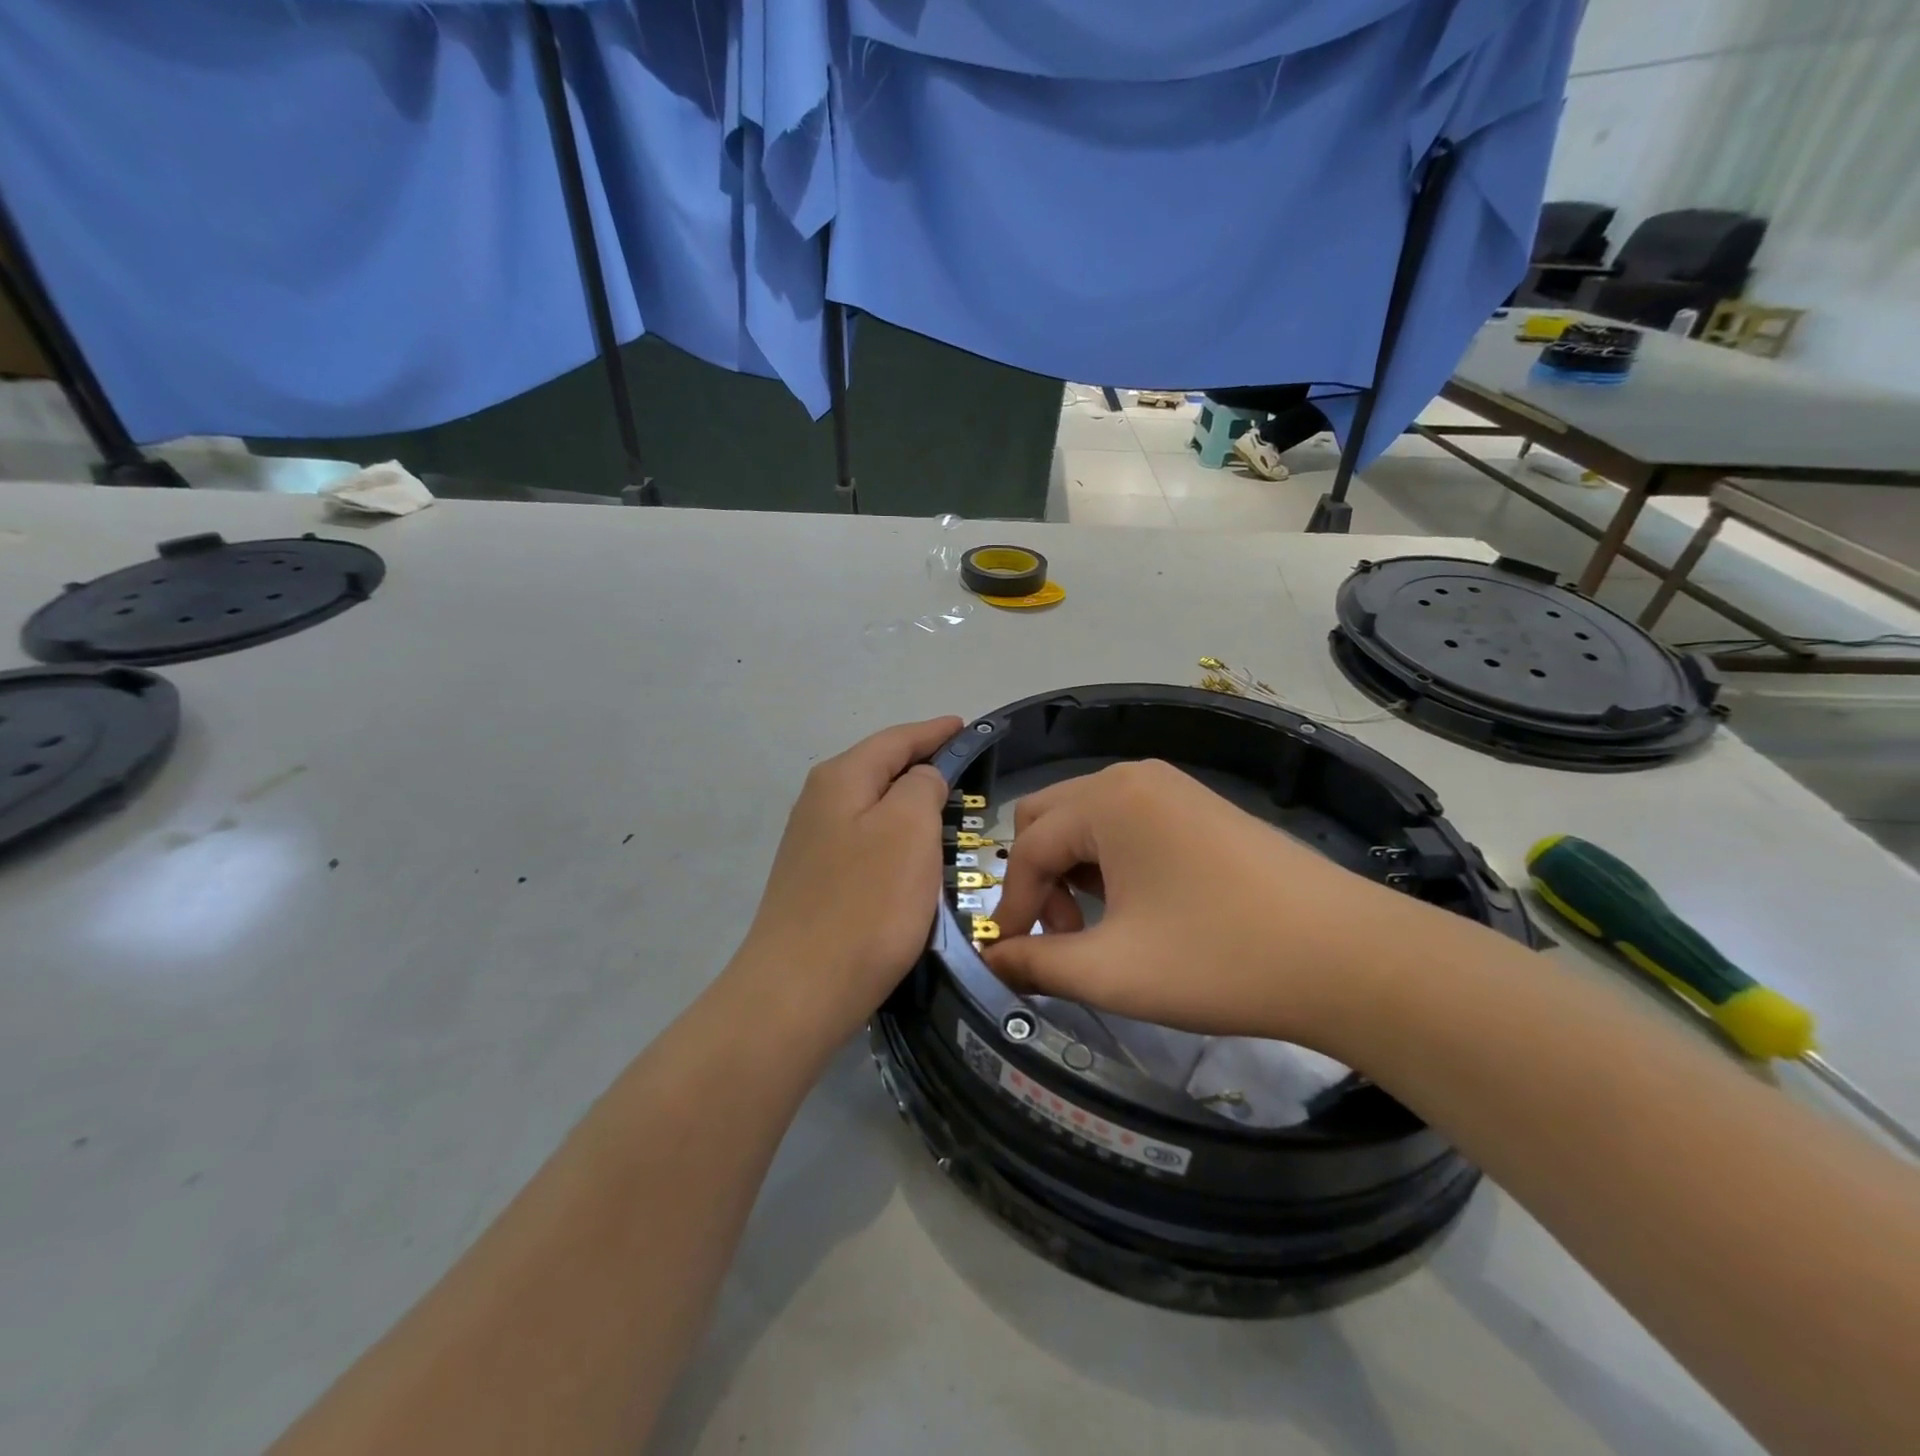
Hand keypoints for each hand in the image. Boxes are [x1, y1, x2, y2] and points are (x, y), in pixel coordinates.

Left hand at [733, 716, 962, 1042]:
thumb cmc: (866, 903)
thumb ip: (922, 786)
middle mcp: (819, 801)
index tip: (967, 727)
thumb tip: (921, 779)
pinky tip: (911, 853)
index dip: (935, 732)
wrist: (800, 990)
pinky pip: (866, 839)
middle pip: (879, 767)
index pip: (896, 739)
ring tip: (946, 807)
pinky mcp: (815, 880)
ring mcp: (812, 842)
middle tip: (965, 768)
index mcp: (841, 778)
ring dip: (908, 802)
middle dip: (921, 763)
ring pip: (872, 805)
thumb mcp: (909, 828)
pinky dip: (895, 835)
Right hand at [983, 760, 1423, 1047]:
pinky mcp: (1202, 807)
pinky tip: (1138, 909)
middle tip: (1061, 937)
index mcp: (1105, 800)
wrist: (1349, 957)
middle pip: (1048, 819)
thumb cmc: (1218, 959)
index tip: (1012, 959)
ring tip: (1098, 929)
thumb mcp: (1111, 971)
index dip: (1012, 906)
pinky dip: (1111, 861)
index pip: (1026, 848)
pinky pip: (1128, 824)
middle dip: (1038, 878)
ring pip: (1088, 820)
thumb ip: (1034, 964)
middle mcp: (1132, 777)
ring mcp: (1173, 787)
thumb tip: (989, 962)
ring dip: (1073, 870)